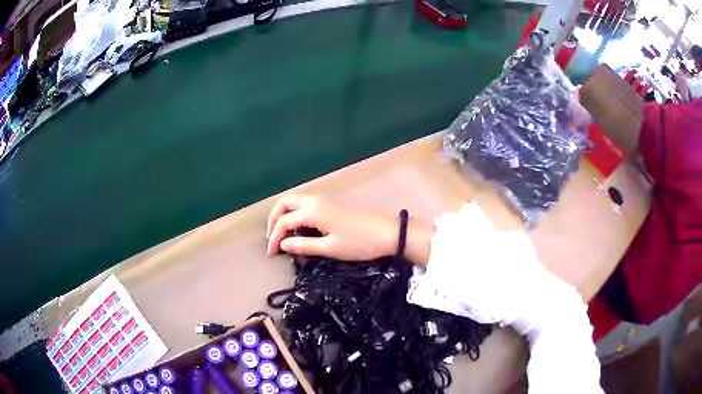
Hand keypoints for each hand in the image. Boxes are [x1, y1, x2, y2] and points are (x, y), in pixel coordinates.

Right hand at [266, 194, 432, 264]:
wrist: (388, 232)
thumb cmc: (359, 242)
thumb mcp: (329, 248)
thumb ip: (303, 246)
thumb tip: (283, 244)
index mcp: (313, 210)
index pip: (284, 222)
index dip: (274, 238)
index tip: (271, 254)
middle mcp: (316, 200)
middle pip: (286, 203)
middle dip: (274, 218)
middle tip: (272, 237)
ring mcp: (326, 199)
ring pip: (296, 201)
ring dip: (285, 214)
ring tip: (283, 234)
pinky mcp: (334, 203)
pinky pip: (307, 204)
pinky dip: (297, 213)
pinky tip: (300, 228)